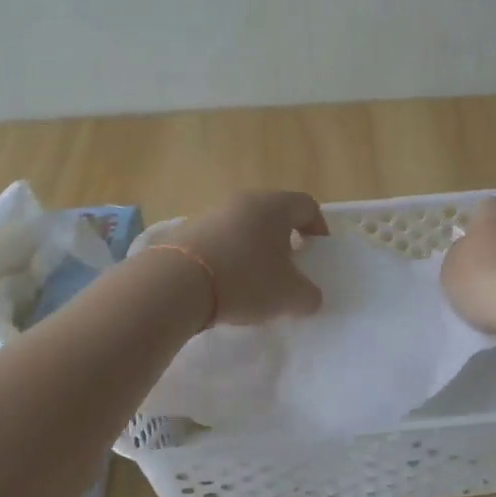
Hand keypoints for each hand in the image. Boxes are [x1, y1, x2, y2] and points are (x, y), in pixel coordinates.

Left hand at [166, 191, 329, 325]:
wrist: (176, 284)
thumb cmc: (245, 280)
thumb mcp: (290, 296)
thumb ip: (309, 296)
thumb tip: (309, 296)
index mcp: (274, 206)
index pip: (307, 206)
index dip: (319, 228)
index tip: (318, 253)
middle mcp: (244, 200)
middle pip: (274, 214)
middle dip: (285, 240)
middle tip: (290, 268)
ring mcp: (212, 213)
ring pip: (245, 227)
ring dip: (255, 248)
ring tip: (255, 280)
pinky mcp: (187, 230)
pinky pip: (219, 240)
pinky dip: (229, 256)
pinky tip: (225, 283)